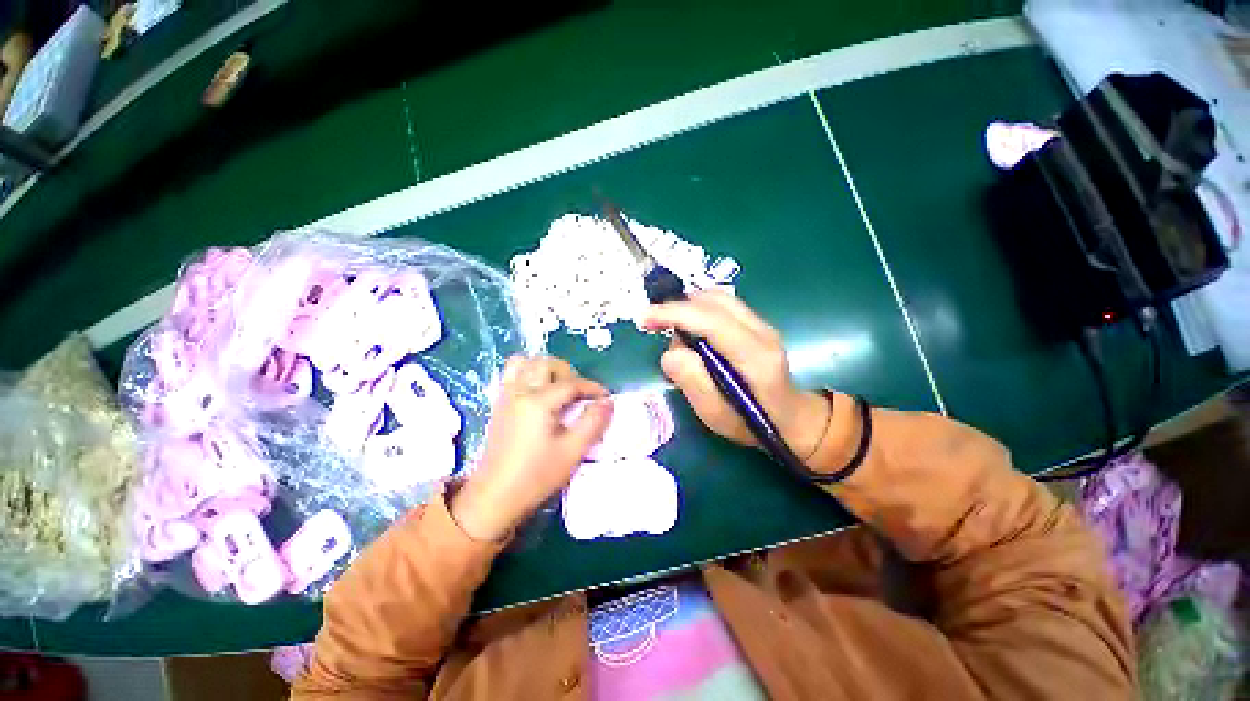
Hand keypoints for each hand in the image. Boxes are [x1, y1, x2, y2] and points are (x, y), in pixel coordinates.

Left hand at [450, 356, 612, 541]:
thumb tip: (608, 402)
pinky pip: (511, 374)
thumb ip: (593, 423)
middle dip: (568, 372)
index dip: (592, 387)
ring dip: (544, 369)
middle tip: (579, 393)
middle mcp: (519, 391)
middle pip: (545, 363)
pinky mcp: (498, 405)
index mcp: (538, 402)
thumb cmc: (536, 476)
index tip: (605, 398)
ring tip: (557, 388)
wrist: (494, 497)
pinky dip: (528, 374)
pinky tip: (538, 395)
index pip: (571, 383)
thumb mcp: (572, 452)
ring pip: (524, 362)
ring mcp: (506, 396)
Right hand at [642, 291, 828, 458]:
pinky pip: (722, 304)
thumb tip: (670, 353)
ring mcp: (762, 324)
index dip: (675, 314)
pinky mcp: (757, 323)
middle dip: (677, 307)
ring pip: (718, 298)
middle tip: (654, 325)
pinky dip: (699, 309)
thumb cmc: (751, 423)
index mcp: (755, 358)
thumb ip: (692, 382)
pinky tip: (691, 328)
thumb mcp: (716, 415)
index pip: (712, 321)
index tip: (645, 319)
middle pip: (714, 301)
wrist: (790, 419)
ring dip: (688, 306)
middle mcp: (762, 332)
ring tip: (674, 331)